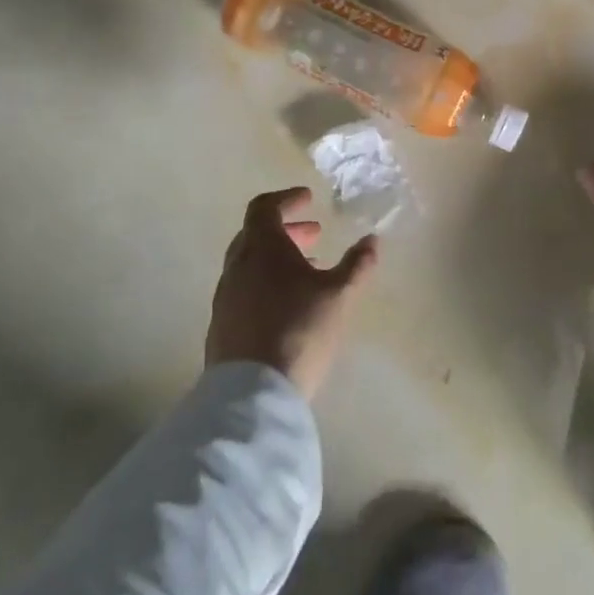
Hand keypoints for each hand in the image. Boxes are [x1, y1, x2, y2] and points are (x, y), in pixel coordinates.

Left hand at [206, 188, 379, 400]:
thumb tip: (372, 240)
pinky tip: (286, 305)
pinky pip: (243, 290)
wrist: (252, 395)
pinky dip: (264, 283)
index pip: (264, 207)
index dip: (287, 199)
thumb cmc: (299, 331)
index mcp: (262, 248)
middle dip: (286, 230)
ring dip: (275, 259)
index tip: (309, 200)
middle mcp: (237, 266)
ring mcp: (225, 297)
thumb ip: (357, 265)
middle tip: (313, 235)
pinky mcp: (221, 326)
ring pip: (249, 263)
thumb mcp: (339, 296)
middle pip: (255, 234)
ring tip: (306, 272)